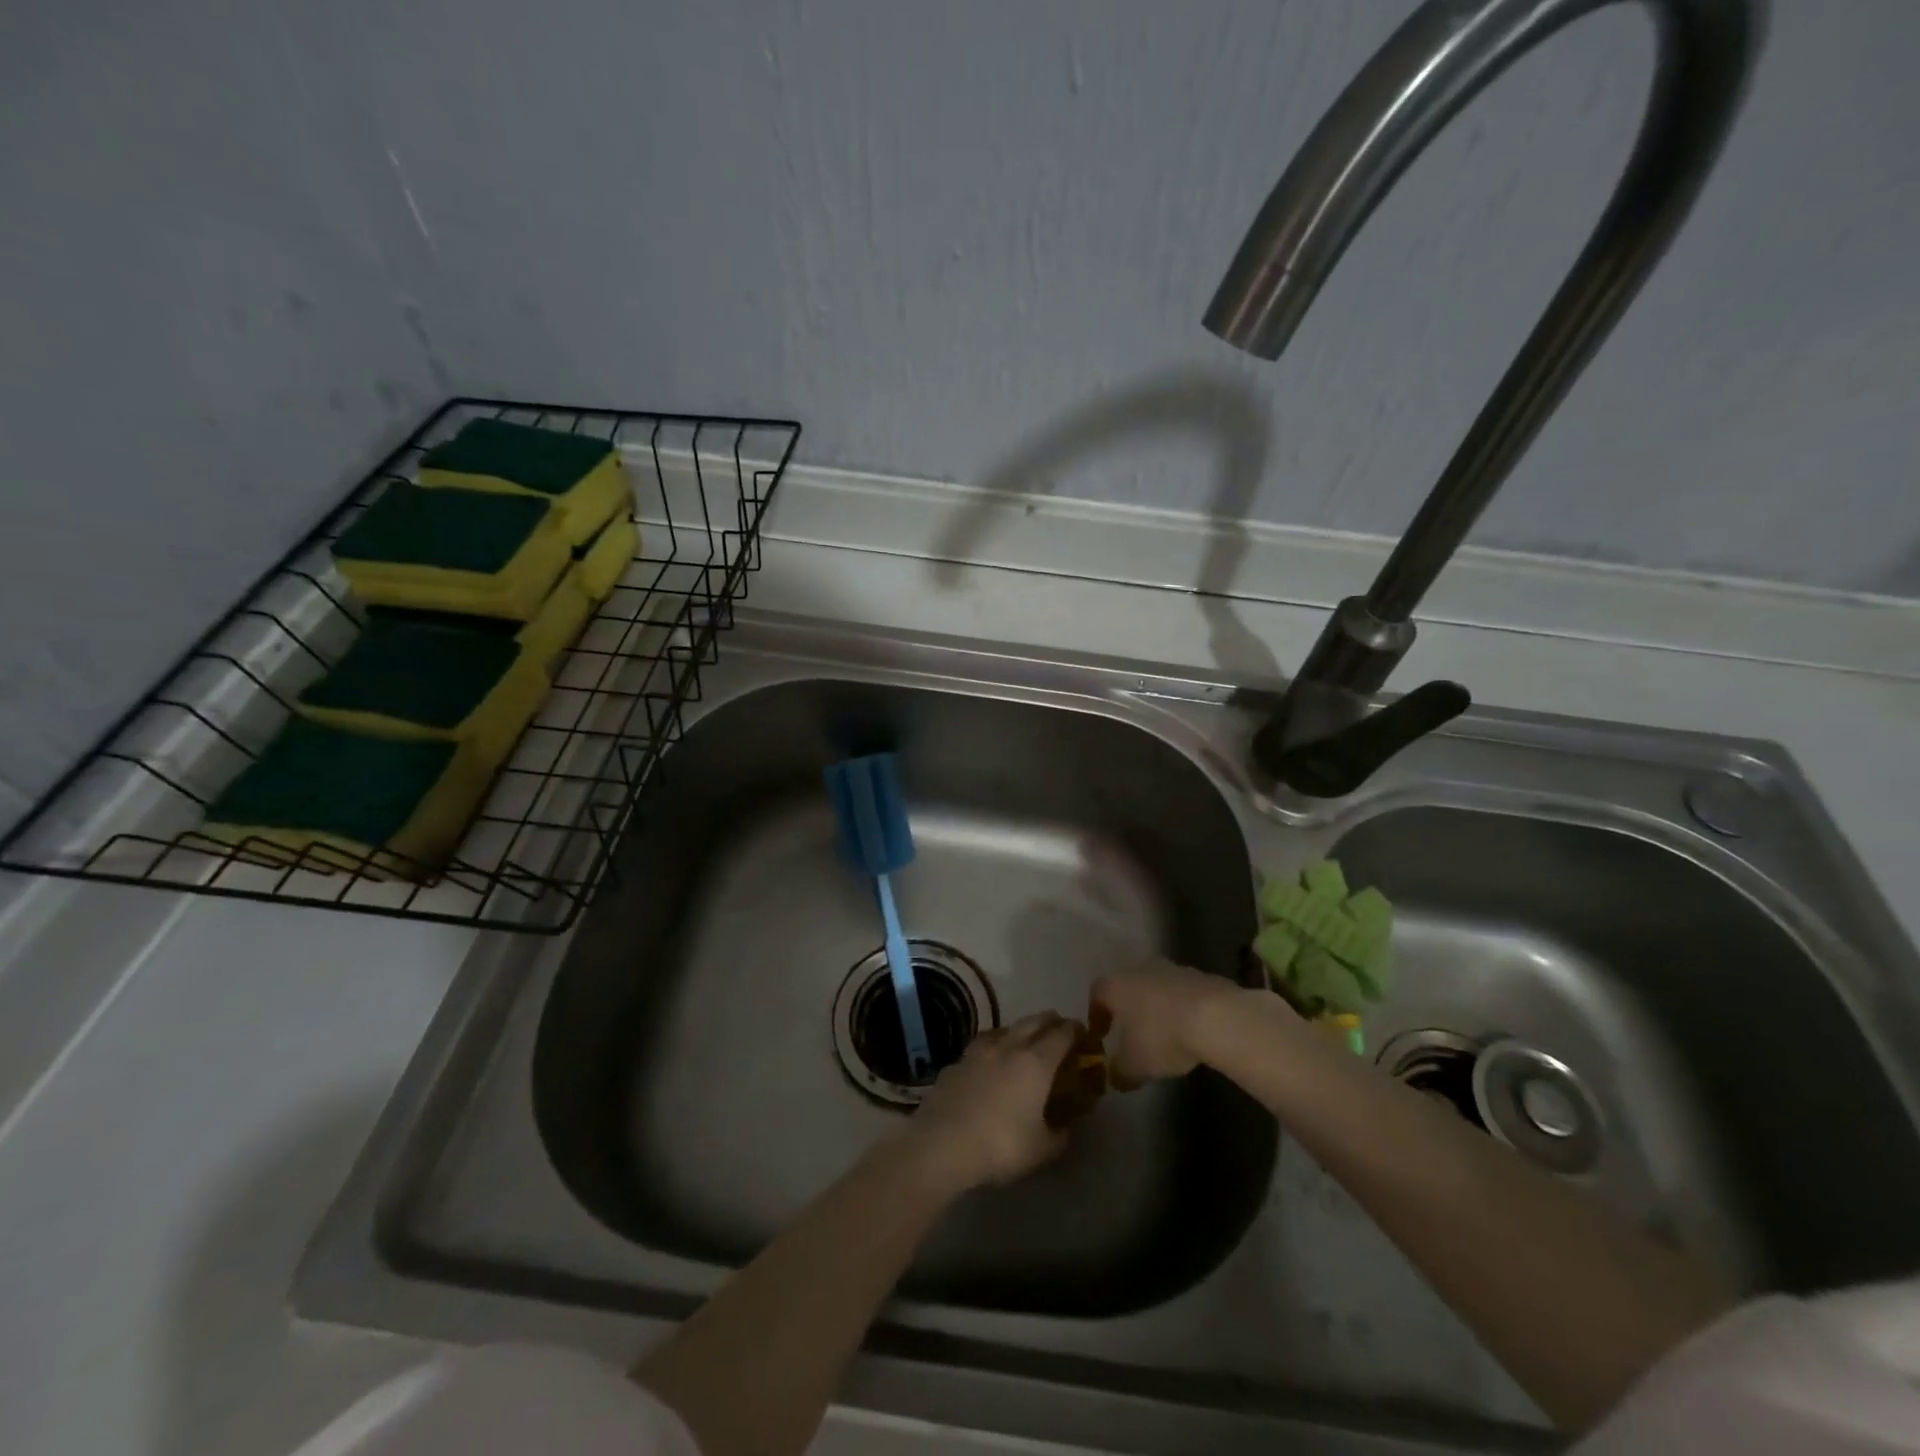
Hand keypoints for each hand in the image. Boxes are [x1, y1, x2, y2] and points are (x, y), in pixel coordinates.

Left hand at [904, 1012, 1078, 1192]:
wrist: (941, 1144)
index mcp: (1036, 1061)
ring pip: (1007, 1027)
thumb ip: (1061, 1135)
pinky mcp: (957, 1060)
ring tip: (1025, 1043)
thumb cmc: (1000, 1146)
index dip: (1076, 1031)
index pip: (1062, 1033)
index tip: (1083, 1035)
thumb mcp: (1042, 1150)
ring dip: (1021, 1030)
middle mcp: (1009, 1045)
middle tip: (1060, 1032)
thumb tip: (1070, 1126)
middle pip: (1035, 1020)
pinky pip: (982, 1044)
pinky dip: (995, 1047)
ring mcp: (979, 1049)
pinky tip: (991, 1061)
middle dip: (1051, 1022)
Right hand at [1090, 960, 1247, 1086]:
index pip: (1097, 995)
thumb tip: (1115, 1078)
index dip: (1096, 1016)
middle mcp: (1139, 970)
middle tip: (1131, 1032)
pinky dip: (1181, 1007)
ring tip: (1163, 1032)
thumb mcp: (1135, 1065)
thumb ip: (1120, 1072)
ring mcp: (1172, 969)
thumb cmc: (1162, 1037)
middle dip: (1127, 1008)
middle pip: (1127, 986)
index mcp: (1116, 986)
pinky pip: (1182, 992)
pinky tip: (1190, 1028)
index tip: (1100, 1036)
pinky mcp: (1200, 975)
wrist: (1216, 1017)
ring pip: (1156, 987)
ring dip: (1156, 1006)